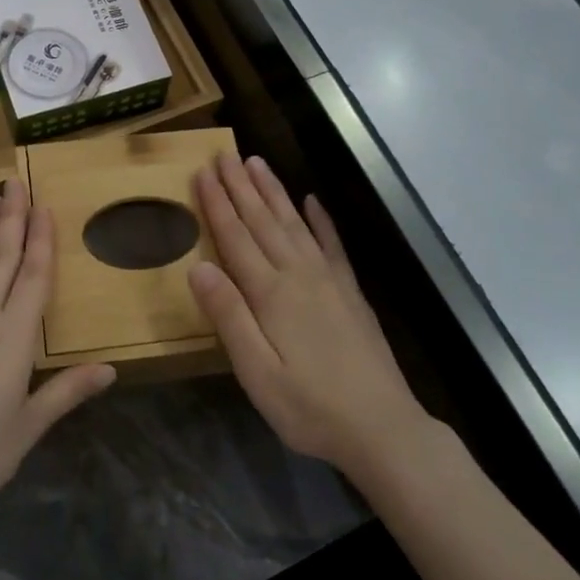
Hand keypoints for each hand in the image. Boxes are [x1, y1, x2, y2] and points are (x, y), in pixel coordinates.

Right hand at [188, 153, 430, 480]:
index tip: (203, 171)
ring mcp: (328, 280)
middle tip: (225, 153)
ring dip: (273, 192)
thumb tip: (198, 267)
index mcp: (270, 293)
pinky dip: (320, 219)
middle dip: (241, 186)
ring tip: (257, 163)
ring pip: (294, 223)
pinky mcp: (350, 292)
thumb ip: (228, 316)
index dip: (217, 203)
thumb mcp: (256, 372)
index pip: (236, 237)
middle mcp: (298, 274)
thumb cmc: (308, 406)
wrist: (381, 427)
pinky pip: (331, 244)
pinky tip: (313, 201)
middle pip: (263, 221)